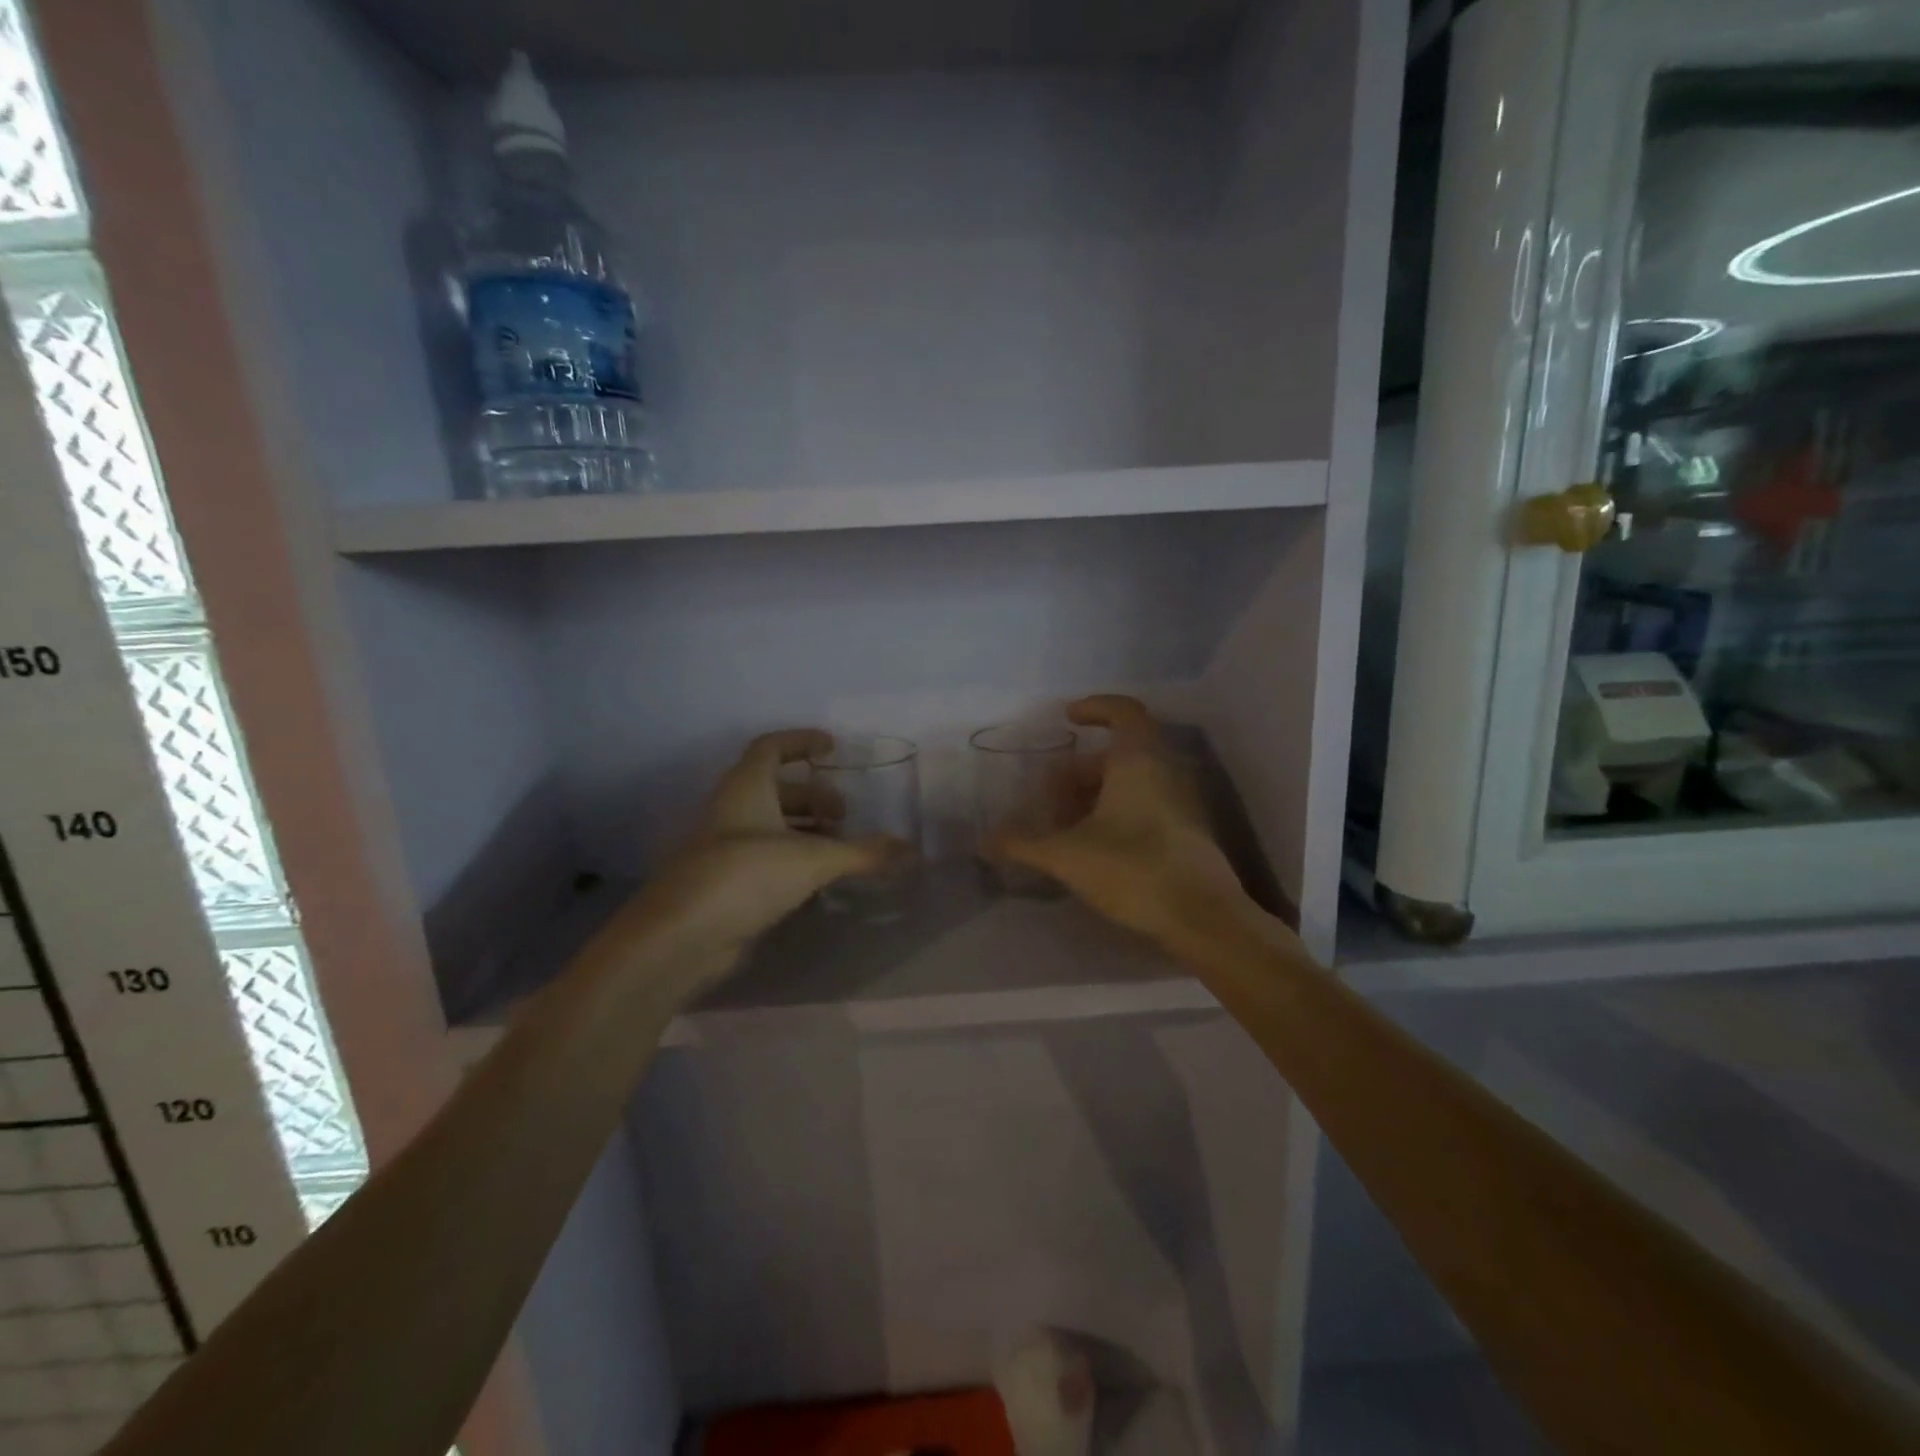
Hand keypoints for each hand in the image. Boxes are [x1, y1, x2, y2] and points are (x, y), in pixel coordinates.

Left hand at [621, 730, 904, 970]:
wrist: (681, 937)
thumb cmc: (745, 876)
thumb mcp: (813, 859)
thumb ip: (863, 853)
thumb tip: (911, 850)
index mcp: (746, 787)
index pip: (772, 747)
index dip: (802, 742)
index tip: (833, 749)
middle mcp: (732, 810)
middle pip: (776, 789)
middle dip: (814, 797)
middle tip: (846, 816)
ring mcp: (724, 848)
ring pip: (770, 825)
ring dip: (805, 830)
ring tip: (838, 848)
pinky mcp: (725, 882)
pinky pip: (765, 858)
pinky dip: (793, 859)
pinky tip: (818, 879)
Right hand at [992, 696, 1259, 957]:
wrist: (1204, 918)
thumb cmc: (1133, 869)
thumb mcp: (1067, 855)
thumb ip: (1023, 845)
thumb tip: (984, 842)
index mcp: (1138, 761)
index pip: (1123, 711)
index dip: (1095, 708)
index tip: (1068, 719)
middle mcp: (1165, 771)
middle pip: (1119, 754)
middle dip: (1080, 771)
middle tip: (1050, 798)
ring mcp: (1181, 802)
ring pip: (1133, 782)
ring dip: (1096, 795)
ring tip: (1065, 827)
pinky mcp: (1187, 832)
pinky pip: (1147, 805)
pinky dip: (1117, 813)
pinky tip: (1094, 848)